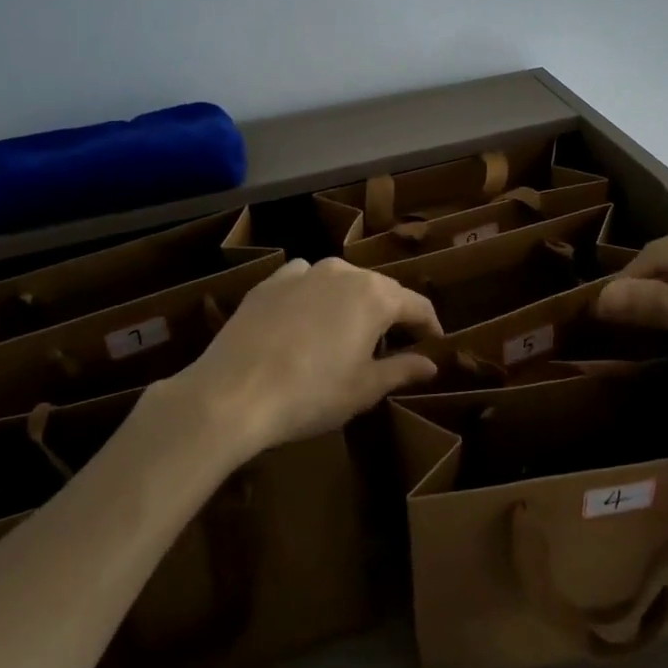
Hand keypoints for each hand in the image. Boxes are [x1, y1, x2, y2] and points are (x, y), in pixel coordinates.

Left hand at [165, 257, 442, 454]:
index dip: (430, 327)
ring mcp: (302, 273)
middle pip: (380, 290)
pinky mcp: (269, 283)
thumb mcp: (364, 388)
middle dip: (391, 315)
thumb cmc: (310, 394)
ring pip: (341, 282)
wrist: (232, 393)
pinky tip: (306, 319)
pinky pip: (304, 281)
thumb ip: (402, 370)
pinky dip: (314, 296)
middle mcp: (343, 273)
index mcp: (375, 296)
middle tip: (393, 345)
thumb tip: (430, 364)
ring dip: (352, 303)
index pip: (417, 306)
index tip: (435, 345)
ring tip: (346, 333)